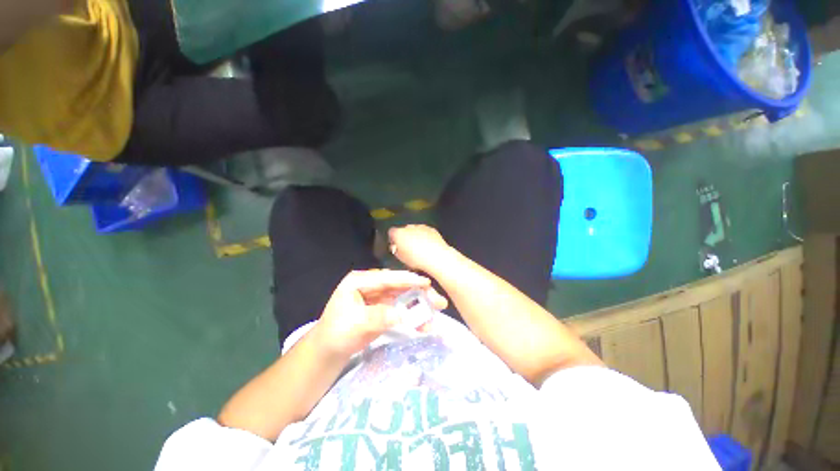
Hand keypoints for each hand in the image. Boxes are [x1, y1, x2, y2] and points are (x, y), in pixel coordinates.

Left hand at [313, 270, 447, 357]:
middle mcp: (371, 285)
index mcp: (360, 281)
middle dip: (419, 293)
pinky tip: (423, 324)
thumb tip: (401, 315)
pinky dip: (412, 316)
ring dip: (419, 305)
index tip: (426, 282)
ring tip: (436, 313)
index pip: (387, 278)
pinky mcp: (383, 308)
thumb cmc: (336, 334)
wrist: (328, 352)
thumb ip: (378, 317)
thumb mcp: (354, 324)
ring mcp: (379, 297)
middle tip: (437, 301)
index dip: (408, 279)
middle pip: (399, 286)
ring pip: (403, 297)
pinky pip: (401, 309)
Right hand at [388, 225, 453, 272]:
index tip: (396, 247)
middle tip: (408, 248)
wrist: (436, 256)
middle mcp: (409, 227)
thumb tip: (395, 247)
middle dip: (405, 237)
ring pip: (415, 230)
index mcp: (399, 233)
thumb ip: (396, 250)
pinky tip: (428, 245)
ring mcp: (420, 226)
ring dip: (415, 236)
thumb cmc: (416, 259)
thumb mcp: (401, 258)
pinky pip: (425, 231)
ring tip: (419, 248)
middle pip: (403, 230)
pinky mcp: (431, 229)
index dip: (393, 239)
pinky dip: (424, 236)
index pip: (391, 232)